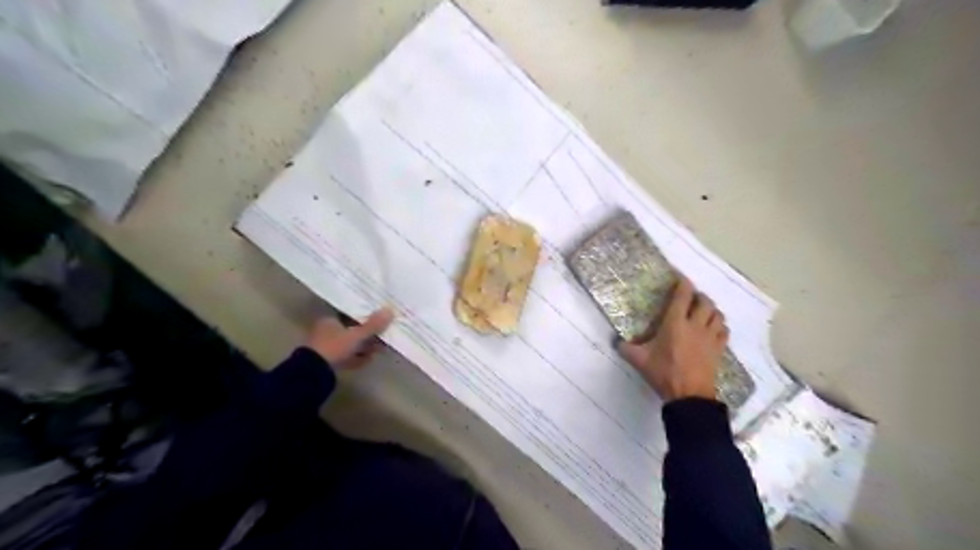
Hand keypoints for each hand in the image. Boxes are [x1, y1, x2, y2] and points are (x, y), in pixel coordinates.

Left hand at [308, 307, 395, 371]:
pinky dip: (358, 357)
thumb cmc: (334, 347)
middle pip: (352, 330)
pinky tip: (369, 359)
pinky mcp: (330, 361)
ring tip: (380, 349)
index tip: (379, 319)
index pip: (350, 314)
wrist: (313, 374)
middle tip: (383, 336)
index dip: (365, 316)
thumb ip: (373, 325)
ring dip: (365, 347)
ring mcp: (328, 347)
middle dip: (368, 334)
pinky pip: (348, 356)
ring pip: (351, 344)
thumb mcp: (356, 335)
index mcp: (330, 320)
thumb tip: (390, 310)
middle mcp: (327, 331)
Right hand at [620, 279, 726, 400]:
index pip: (682, 296)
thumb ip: (625, 348)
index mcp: (675, 323)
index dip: (683, 283)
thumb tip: (616, 341)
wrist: (689, 395)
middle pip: (704, 302)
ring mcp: (710, 337)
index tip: (681, 277)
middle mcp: (695, 325)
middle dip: (699, 296)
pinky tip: (713, 329)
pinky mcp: (719, 349)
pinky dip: (720, 326)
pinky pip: (724, 331)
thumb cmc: (663, 373)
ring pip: (717, 314)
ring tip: (703, 312)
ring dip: (711, 310)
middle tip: (691, 298)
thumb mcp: (639, 360)